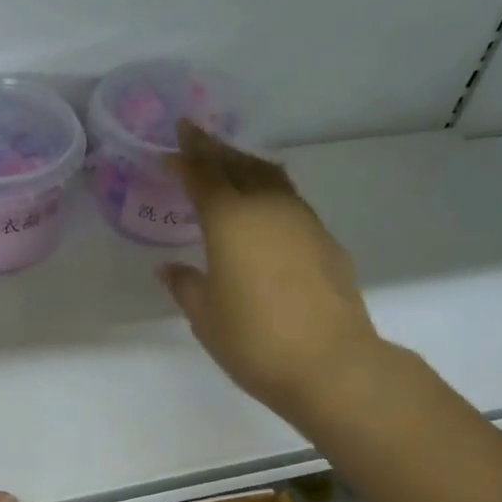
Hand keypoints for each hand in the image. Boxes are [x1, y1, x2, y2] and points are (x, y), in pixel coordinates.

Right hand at [160, 121, 395, 427]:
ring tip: (230, 163)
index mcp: (230, 221)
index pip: (203, 175)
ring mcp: (303, 222)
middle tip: (196, 137)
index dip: (186, 157)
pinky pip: (290, 200)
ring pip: (270, 177)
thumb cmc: (255, 341)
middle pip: (238, 165)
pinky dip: (270, 190)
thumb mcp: (205, 317)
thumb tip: (170, 268)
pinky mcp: (325, 241)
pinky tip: (266, 206)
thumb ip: (186, 285)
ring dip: (245, 164)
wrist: (331, 364)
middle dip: (214, 149)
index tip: (173, 142)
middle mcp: (268, 209)